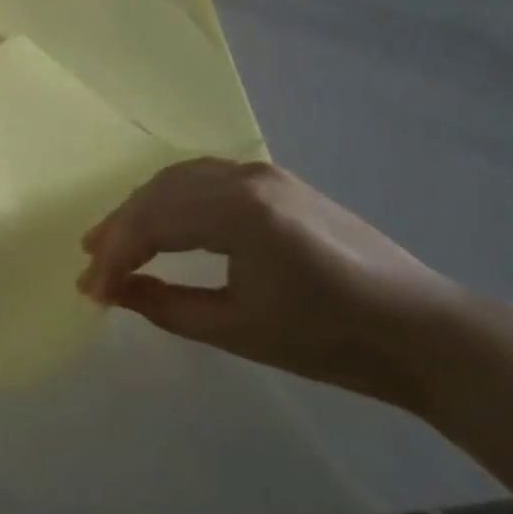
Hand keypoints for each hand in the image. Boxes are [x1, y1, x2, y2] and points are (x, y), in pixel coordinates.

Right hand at [76, 160, 461, 403]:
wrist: (422, 330)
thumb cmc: (331, 339)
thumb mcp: (240, 331)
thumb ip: (167, 307)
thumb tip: (116, 291)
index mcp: (238, 211)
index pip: (153, 222)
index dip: (115, 256)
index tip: (90, 291)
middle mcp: (244, 177)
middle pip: (159, 193)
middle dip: (120, 228)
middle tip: (90, 262)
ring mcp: (263, 173)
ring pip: (179, 178)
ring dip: (142, 208)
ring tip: (114, 239)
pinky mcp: (276, 181)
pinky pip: (206, 178)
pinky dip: (173, 197)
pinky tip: (163, 219)